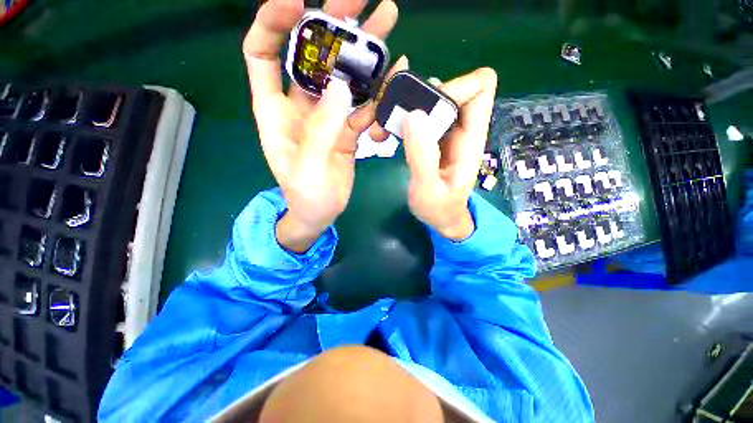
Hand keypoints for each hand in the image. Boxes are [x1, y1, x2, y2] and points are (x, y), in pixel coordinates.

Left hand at [242, 0, 404, 251]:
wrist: (321, 213)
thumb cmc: (306, 196)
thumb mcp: (307, 169)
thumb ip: (321, 131)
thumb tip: (342, 88)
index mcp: (275, 111)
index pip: (263, 52)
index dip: (274, 21)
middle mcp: (301, 105)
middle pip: (313, 56)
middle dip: (332, 25)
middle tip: (359, 2)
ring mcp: (328, 116)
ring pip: (344, 76)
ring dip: (364, 53)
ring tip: (388, 26)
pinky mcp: (347, 129)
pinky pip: (363, 104)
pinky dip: (378, 92)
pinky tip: (395, 78)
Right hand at [401, 68, 497, 240]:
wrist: (440, 218)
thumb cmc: (439, 209)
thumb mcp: (429, 189)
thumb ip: (423, 157)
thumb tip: (413, 116)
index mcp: (470, 138)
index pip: (479, 88)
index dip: (454, 87)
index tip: (423, 106)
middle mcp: (460, 128)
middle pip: (448, 89)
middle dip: (418, 95)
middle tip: (390, 115)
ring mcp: (444, 132)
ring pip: (429, 101)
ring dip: (404, 107)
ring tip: (382, 128)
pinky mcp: (430, 138)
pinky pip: (417, 116)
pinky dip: (400, 118)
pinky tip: (385, 133)